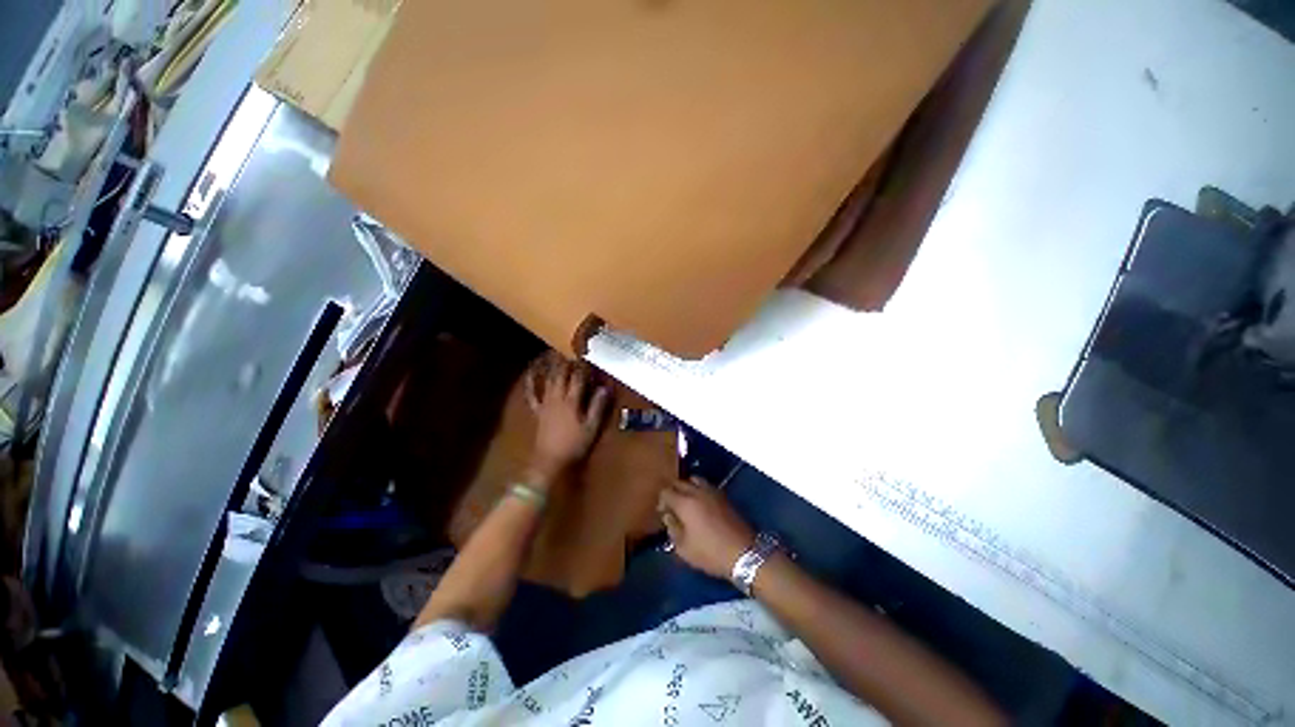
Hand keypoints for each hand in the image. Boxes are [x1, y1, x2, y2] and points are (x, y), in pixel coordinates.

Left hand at [524, 355, 609, 486]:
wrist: (549, 461)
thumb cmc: (574, 445)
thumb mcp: (591, 428)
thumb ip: (597, 407)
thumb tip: (605, 388)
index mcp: (571, 401)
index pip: (578, 378)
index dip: (583, 365)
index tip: (588, 354)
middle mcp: (557, 397)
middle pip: (561, 374)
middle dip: (566, 360)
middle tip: (570, 347)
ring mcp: (545, 403)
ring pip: (548, 379)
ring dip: (552, 365)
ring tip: (555, 352)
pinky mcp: (538, 410)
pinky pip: (533, 393)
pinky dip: (531, 382)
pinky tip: (531, 373)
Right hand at [658, 479, 755, 578]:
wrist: (744, 552)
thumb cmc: (710, 553)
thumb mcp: (684, 549)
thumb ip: (672, 529)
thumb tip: (669, 516)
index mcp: (684, 503)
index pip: (666, 492)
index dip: (661, 501)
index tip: (662, 513)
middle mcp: (697, 491)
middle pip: (679, 482)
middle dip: (672, 491)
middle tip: (672, 506)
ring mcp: (711, 491)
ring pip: (693, 479)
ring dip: (686, 487)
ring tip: (686, 501)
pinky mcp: (723, 495)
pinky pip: (705, 485)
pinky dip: (698, 489)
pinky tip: (700, 503)